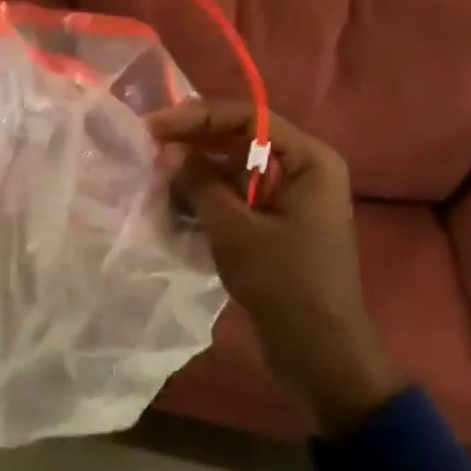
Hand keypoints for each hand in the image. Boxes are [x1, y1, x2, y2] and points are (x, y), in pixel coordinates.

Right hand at [147, 101, 403, 435]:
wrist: (319, 354)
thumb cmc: (283, 283)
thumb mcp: (234, 229)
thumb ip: (200, 182)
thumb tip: (172, 152)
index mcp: (309, 160)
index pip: (249, 118)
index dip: (198, 117)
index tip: (155, 126)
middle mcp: (304, 170)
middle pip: (241, 140)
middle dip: (195, 146)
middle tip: (150, 150)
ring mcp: (291, 199)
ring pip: (235, 171)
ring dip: (198, 175)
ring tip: (158, 184)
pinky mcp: (278, 225)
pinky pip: (239, 198)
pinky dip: (209, 200)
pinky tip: (176, 209)